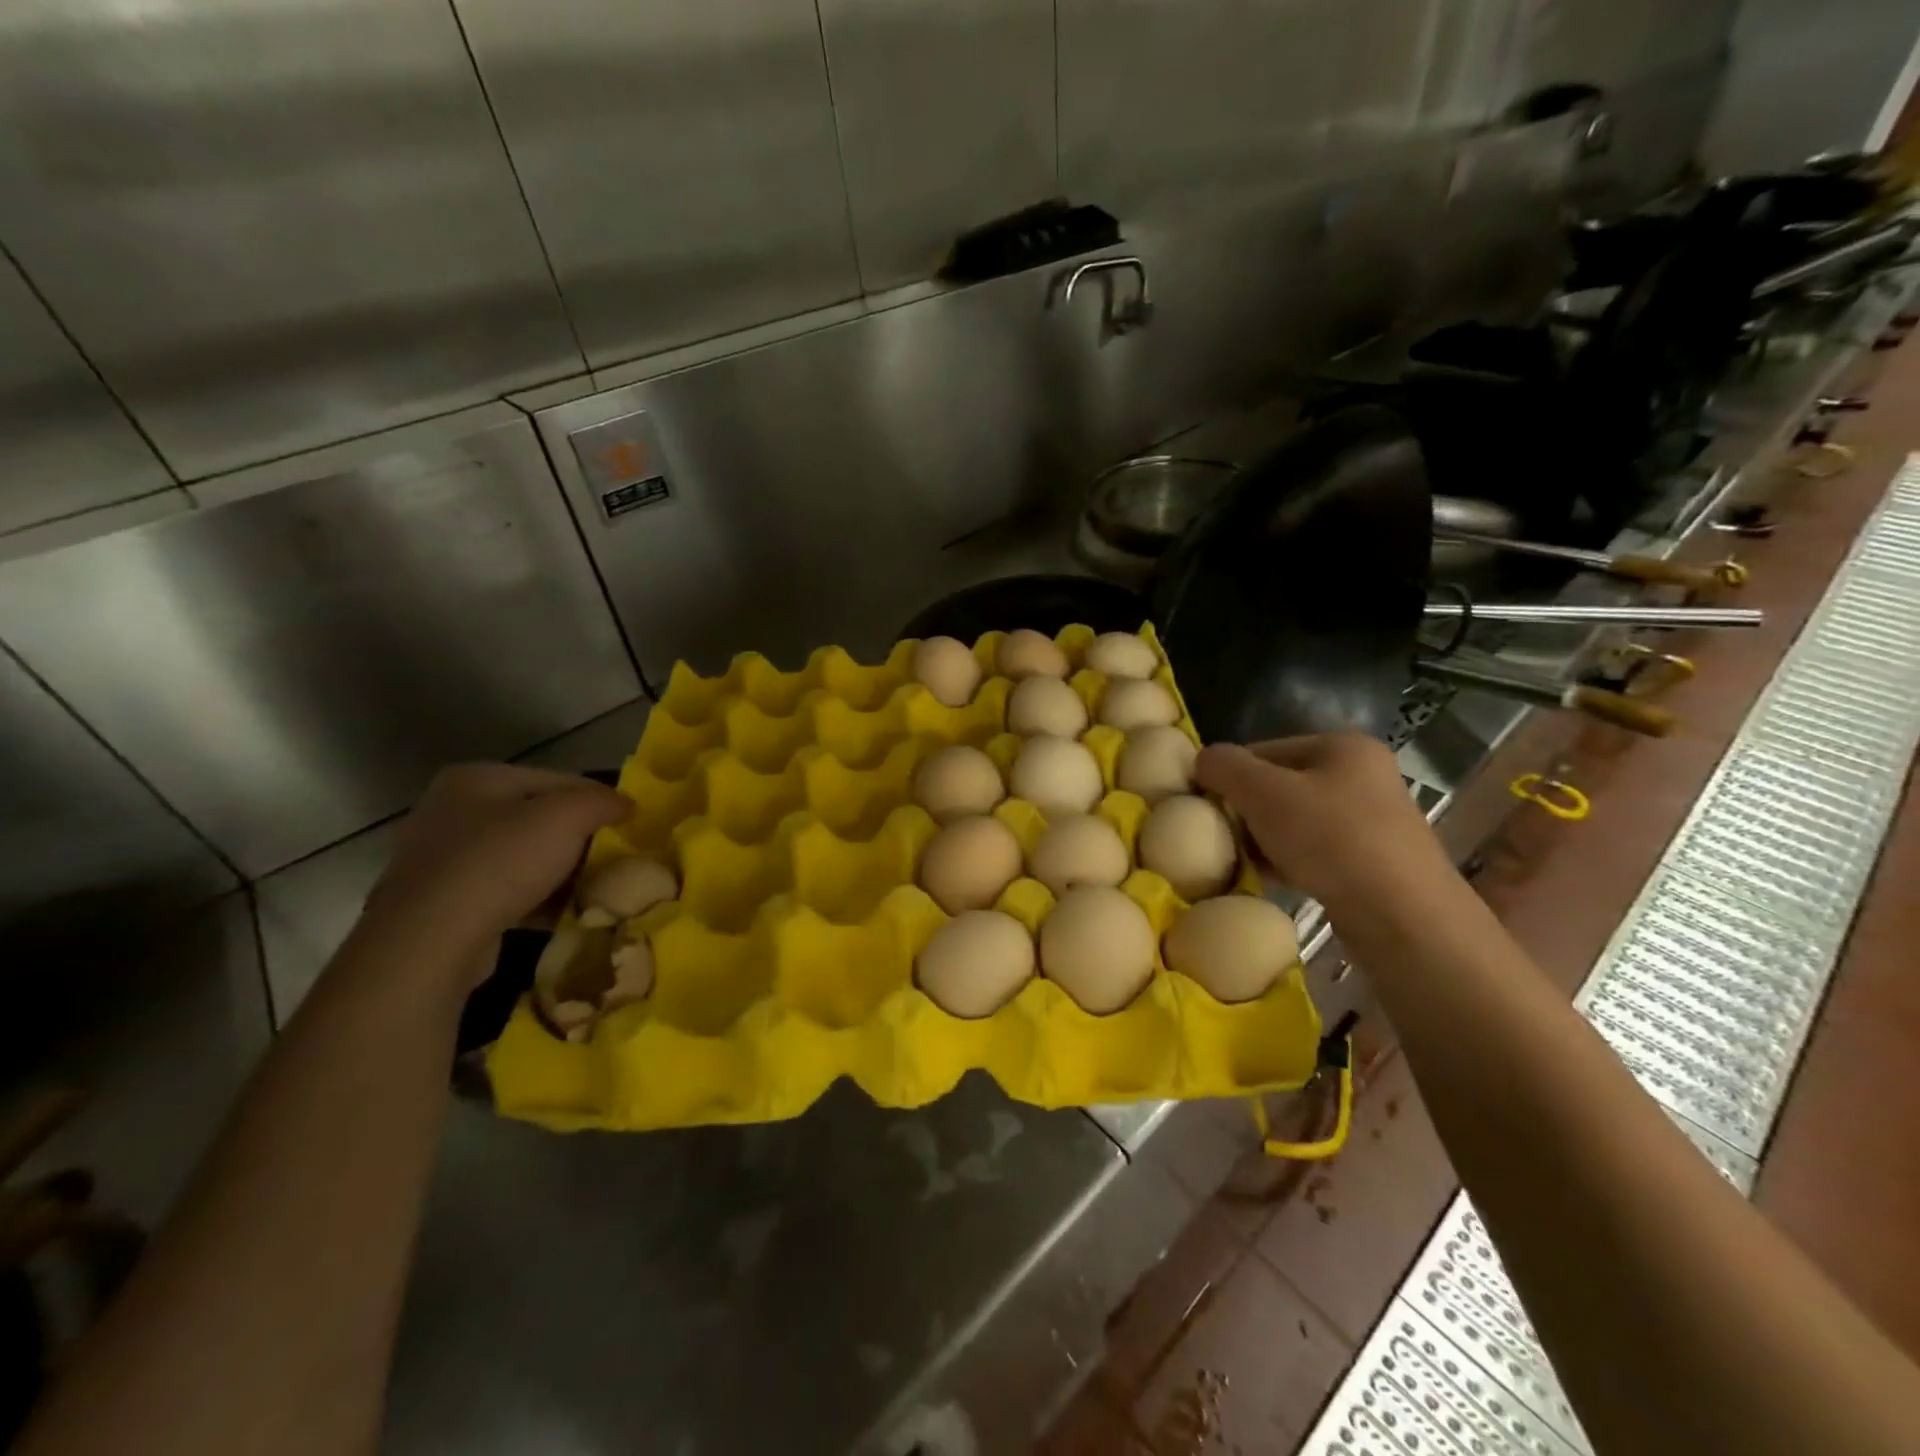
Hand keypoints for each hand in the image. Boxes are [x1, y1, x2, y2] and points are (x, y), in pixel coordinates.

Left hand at [360, 765, 629, 977]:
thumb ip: (603, 801)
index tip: (630, 824)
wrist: (431, 941)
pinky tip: (560, 914)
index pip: (557, 779)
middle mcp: (449, 811)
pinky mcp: (437, 905)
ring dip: (557, 871)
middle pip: (535, 818)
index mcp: (475, 778)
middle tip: (613, 857)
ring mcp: (437, 860)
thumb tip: (627, 804)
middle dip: (577, 838)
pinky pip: (501, 892)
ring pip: (519, 857)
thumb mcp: (567, 817)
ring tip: (592, 887)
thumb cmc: (501, 862)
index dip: (598, 799)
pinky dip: (533, 899)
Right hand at [1195, 734, 1454, 914]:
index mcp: (1343, 747)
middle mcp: (1364, 776)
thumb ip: (1224, 767)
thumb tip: (1202, 760)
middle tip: (1226, 839)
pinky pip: (1316, 852)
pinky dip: (1289, 862)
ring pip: (1295, 822)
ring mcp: (1373, 821)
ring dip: (1265, 840)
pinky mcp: (1375, 862)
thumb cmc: (1331, 839)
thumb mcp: (1263, 792)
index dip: (1230, 777)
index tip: (1210, 809)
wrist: (1403, 916)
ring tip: (1245, 863)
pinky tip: (1272, 881)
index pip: (1264, 750)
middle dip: (1248, 812)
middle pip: (1280, 786)